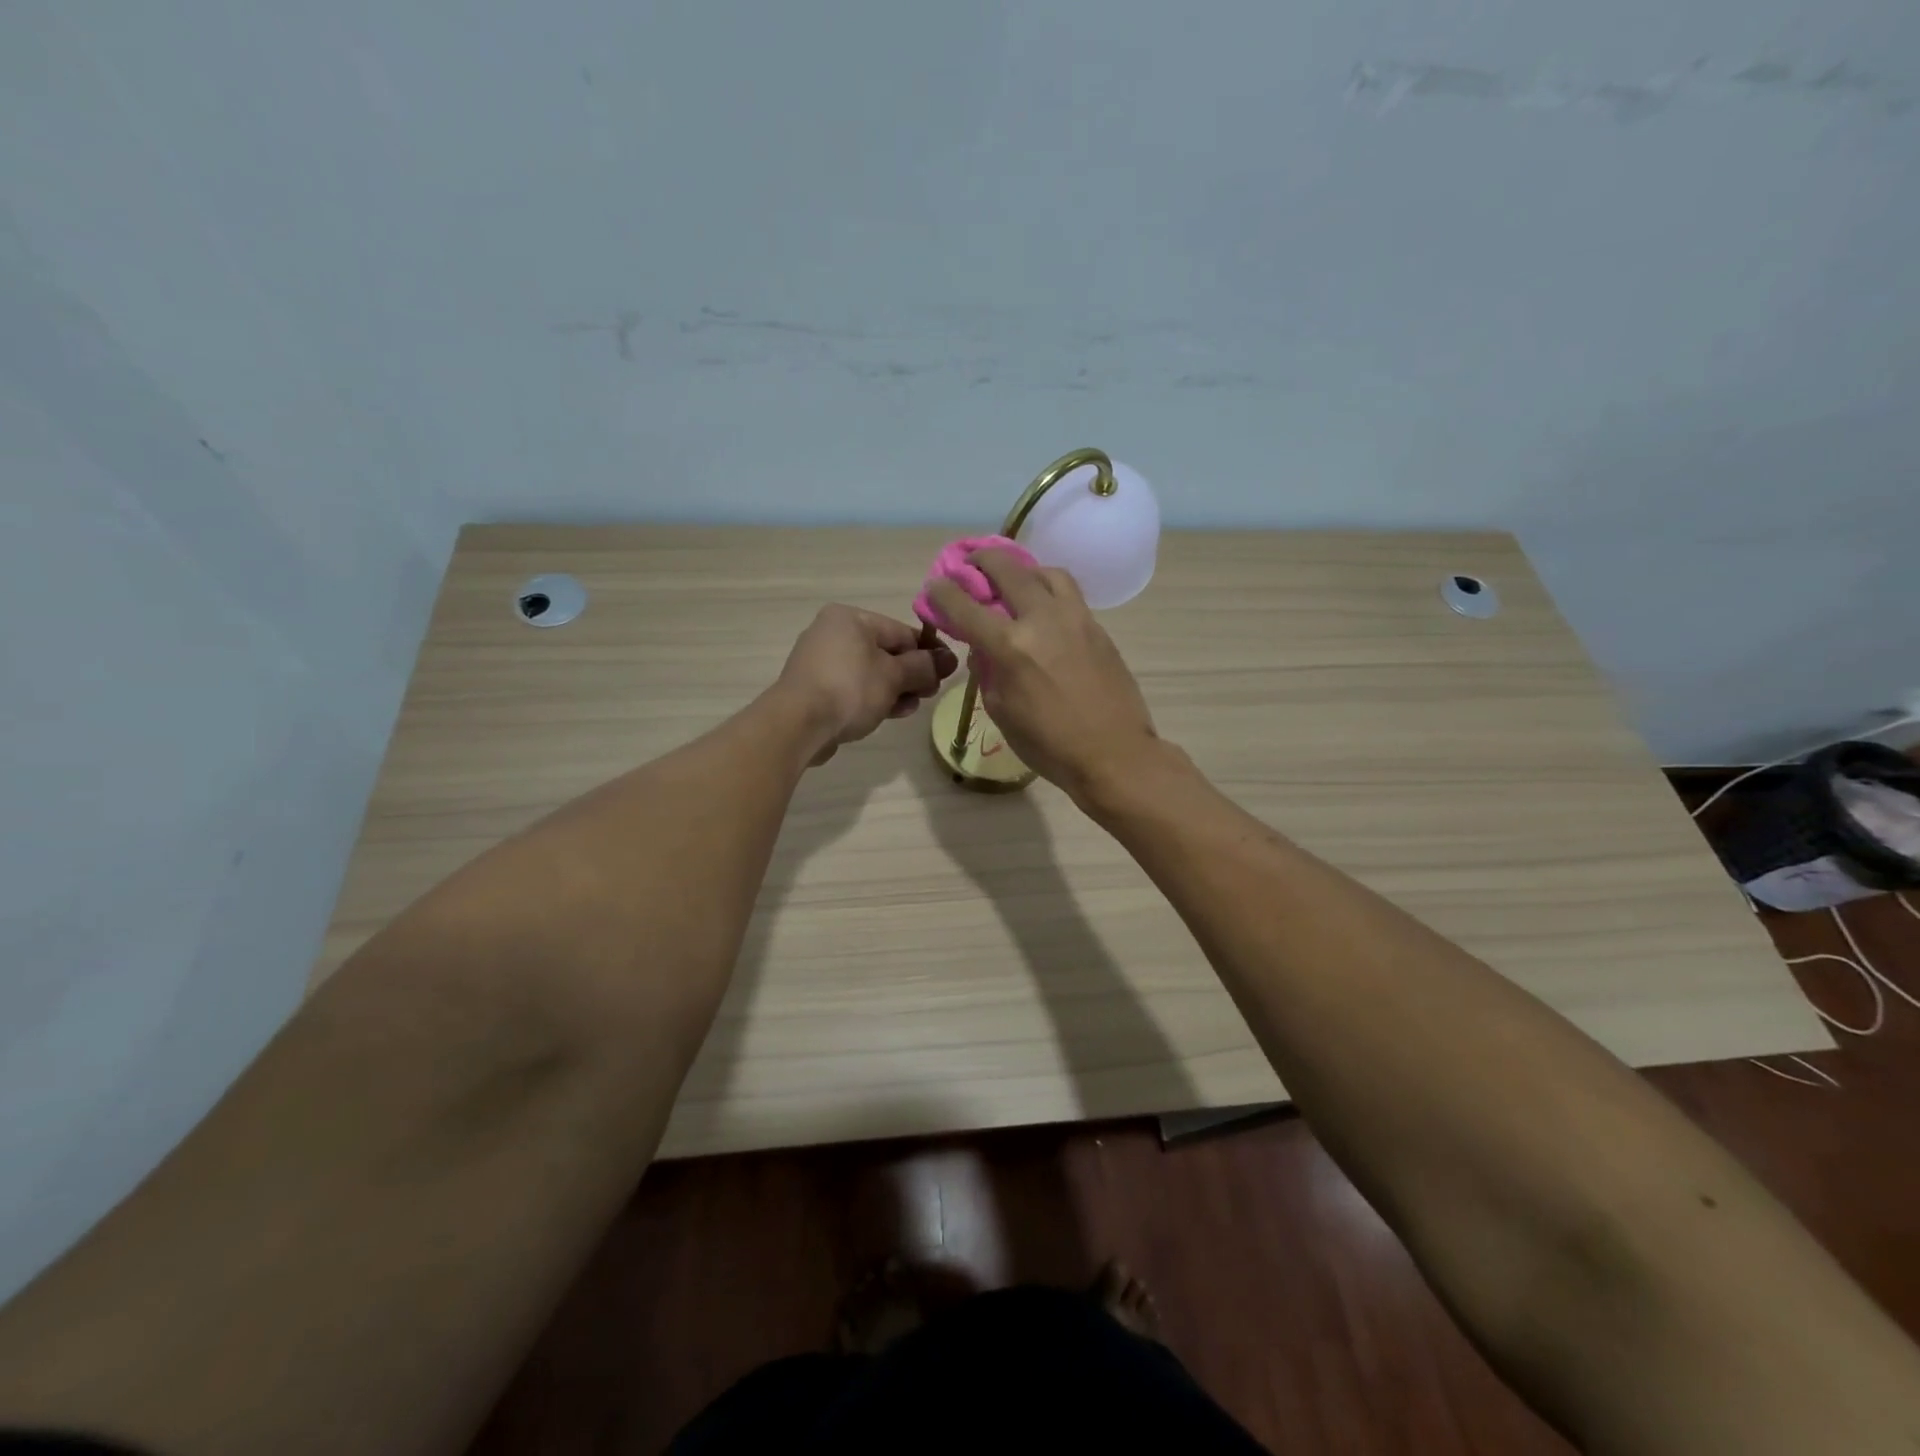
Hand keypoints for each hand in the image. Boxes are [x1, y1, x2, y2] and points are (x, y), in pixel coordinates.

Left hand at [776, 605, 957, 765]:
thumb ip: (924, 666)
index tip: (947, 673)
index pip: (901, 631)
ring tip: (910, 708)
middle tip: (929, 694)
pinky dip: (873, 698)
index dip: (928, 652)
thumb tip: (949, 660)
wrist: (798, 725)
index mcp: (850, 618)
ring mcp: (820, 662)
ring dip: (895, 690)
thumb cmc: (850, 689)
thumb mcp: (895, 676)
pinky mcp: (814, 689)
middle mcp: (832, 633)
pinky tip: (890, 714)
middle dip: (910, 675)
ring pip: (870, 673)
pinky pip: (853, 689)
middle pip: (885, 652)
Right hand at [927, 550, 1158, 797]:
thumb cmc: (1050, 745)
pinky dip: (1048, 589)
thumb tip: (984, 649)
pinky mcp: (1097, 627)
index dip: (943, 592)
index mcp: (1011, 647)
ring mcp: (1075, 618)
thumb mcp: (1002, 712)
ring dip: (1022, 569)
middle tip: (972, 565)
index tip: (936, 586)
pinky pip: (1068, 593)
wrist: (1115, 753)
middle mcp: (1042, 620)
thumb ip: (988, 672)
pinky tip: (1043, 608)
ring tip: (1015, 582)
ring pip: (1045, 571)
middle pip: (1007, 569)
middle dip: (981, 561)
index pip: (965, 605)